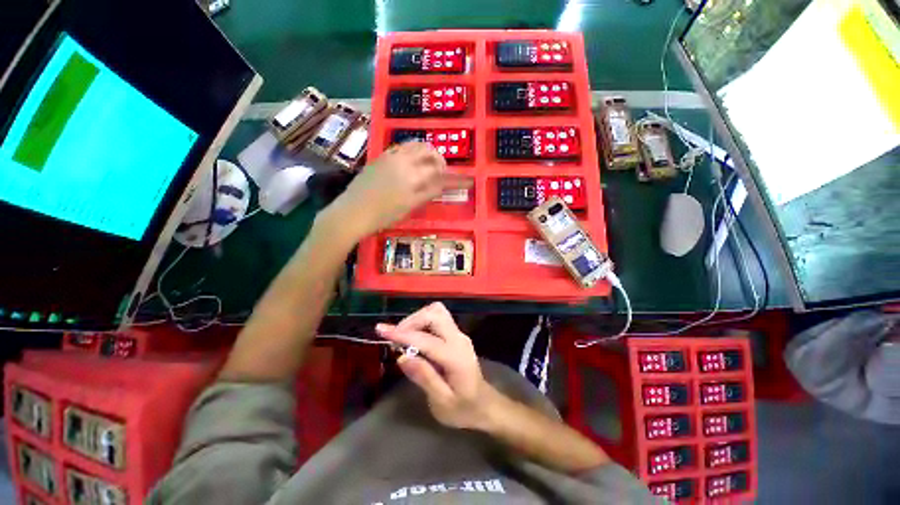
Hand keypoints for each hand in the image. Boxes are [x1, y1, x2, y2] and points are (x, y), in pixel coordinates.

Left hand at [325, 142, 470, 238]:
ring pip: (415, 145)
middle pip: (429, 152)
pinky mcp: (382, 156)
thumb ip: (428, 192)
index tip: (468, 180)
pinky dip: (413, 150)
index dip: (456, 178)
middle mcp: (404, 161)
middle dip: (440, 160)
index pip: (440, 173)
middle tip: (443, 173)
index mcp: (413, 176)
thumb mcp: (409, 206)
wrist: (353, 211)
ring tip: (430, 165)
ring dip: (428, 152)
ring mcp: (391, 156)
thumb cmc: (383, 214)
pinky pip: (402, 146)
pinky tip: (413, 160)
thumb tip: (443, 184)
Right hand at [376, 302, 497, 429]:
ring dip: (417, 319)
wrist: (485, 404)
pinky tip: (413, 338)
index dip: (403, 334)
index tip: (381, 330)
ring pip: (437, 311)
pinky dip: (422, 322)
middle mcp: (459, 338)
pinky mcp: (456, 334)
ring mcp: (459, 334)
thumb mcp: (442, 402)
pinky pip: (437, 318)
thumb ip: (424, 378)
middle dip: (412, 320)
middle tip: (395, 337)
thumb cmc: (464, 409)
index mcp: (456, 356)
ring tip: (402, 337)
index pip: (426, 339)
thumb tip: (401, 357)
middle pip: (435, 313)